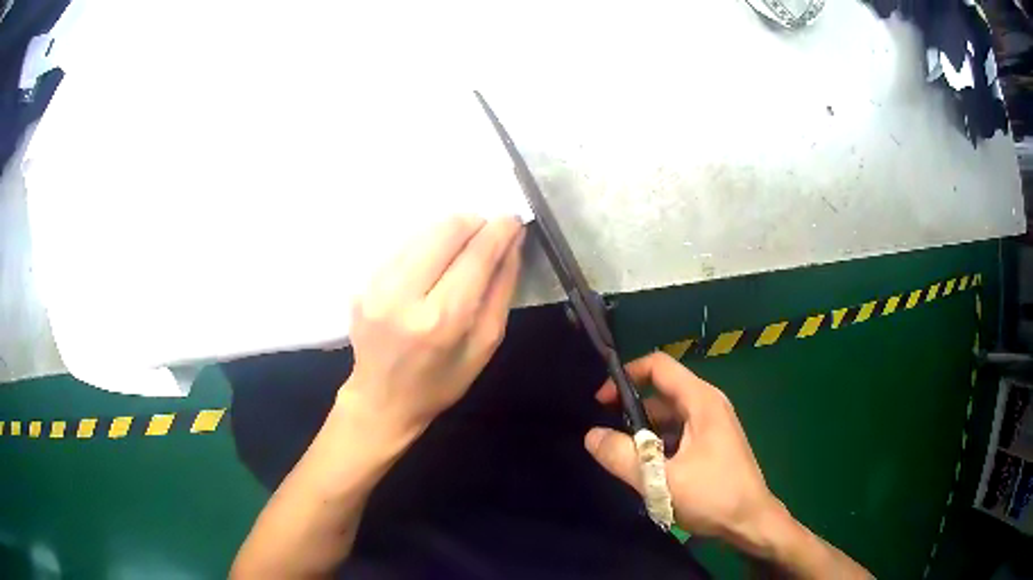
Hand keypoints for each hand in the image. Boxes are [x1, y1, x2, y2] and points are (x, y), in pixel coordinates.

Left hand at [341, 215, 524, 439]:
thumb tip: (511, 243)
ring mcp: (376, 287)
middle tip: (487, 234)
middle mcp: (404, 296)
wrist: (381, 399)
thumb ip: (501, 290)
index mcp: (441, 320)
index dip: (499, 230)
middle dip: (474, 223)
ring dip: (449, 231)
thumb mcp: (484, 345)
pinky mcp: (362, 283)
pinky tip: (433, 262)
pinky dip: (425, 244)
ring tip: (462, 247)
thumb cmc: (440, 382)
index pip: (476, 256)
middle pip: (446, 232)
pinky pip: (401, 245)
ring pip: (422, 232)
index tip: (513, 219)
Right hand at [584, 352, 780, 547]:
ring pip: (669, 415)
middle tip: (606, 436)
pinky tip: (647, 468)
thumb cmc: (712, 496)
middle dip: (631, 409)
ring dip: (644, 431)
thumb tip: (591, 435)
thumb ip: (622, 457)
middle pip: (662, 392)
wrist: (750, 521)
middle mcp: (708, 404)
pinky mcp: (711, 442)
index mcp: (701, 401)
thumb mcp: (661, 479)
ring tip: (622, 456)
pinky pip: (678, 432)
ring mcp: (712, 424)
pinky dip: (658, 443)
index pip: (659, 366)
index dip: (626, 376)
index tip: (600, 401)